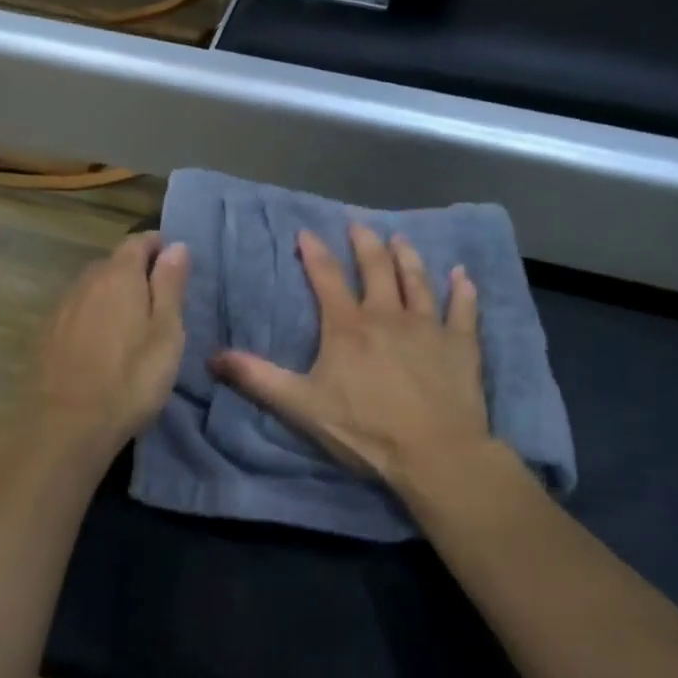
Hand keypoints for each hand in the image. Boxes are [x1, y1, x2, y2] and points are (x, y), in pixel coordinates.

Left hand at [10, 231, 189, 462]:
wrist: (63, 426)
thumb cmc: (129, 380)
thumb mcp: (166, 333)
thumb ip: (170, 286)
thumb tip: (176, 246)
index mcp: (118, 276)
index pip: (139, 242)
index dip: (159, 246)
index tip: (175, 263)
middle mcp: (85, 282)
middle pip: (113, 263)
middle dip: (136, 272)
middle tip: (160, 300)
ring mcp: (61, 309)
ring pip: (93, 288)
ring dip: (113, 296)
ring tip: (132, 324)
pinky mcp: (46, 336)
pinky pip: (77, 312)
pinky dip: (93, 317)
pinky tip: (101, 345)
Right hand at [211, 223, 489, 490]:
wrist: (434, 452)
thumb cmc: (364, 429)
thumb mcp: (301, 405)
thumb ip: (258, 378)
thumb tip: (214, 357)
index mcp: (348, 327)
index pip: (326, 278)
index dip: (315, 253)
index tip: (306, 232)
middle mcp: (388, 315)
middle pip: (375, 268)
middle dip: (364, 243)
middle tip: (358, 225)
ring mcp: (429, 326)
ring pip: (417, 280)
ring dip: (407, 257)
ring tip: (400, 238)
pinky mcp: (461, 344)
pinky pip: (463, 309)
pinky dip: (463, 290)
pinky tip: (463, 275)